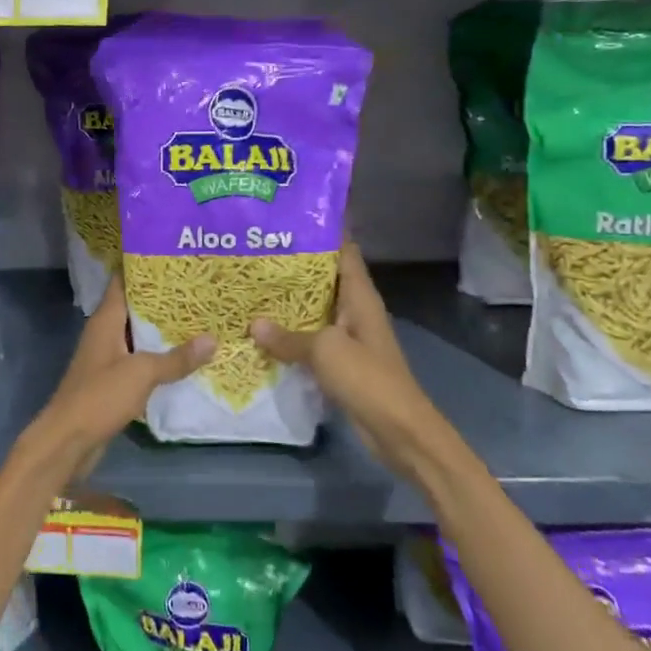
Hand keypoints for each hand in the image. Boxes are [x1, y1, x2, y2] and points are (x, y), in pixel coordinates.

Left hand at [19, 275, 213, 486]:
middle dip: (164, 300)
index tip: (175, 257)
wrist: (67, 442)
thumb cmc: (99, 397)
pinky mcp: (113, 382)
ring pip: (139, 336)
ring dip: (164, 330)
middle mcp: (105, 334)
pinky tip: (185, 358)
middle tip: (199, 288)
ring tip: (200, 318)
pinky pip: (140, 361)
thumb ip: (176, 358)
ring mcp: (108, 359)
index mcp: (106, 320)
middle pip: (135, 308)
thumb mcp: (142, 373)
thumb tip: (212, 339)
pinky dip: (159, 357)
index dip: (146, 267)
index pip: (123, 281)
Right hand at [250, 244, 438, 474]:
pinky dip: (290, 333)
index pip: (343, 251)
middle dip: (294, 265)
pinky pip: (311, 338)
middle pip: (324, 278)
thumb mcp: (325, 351)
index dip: (322, 232)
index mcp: (360, 296)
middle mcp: (355, 310)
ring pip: (314, 309)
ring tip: (251, 285)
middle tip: (255, 251)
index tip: (288, 218)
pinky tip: (263, 331)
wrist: (399, 431)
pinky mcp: (340, 362)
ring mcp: (348, 337)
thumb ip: (289, 336)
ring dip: (289, 301)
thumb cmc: (368, 379)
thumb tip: (254, 324)